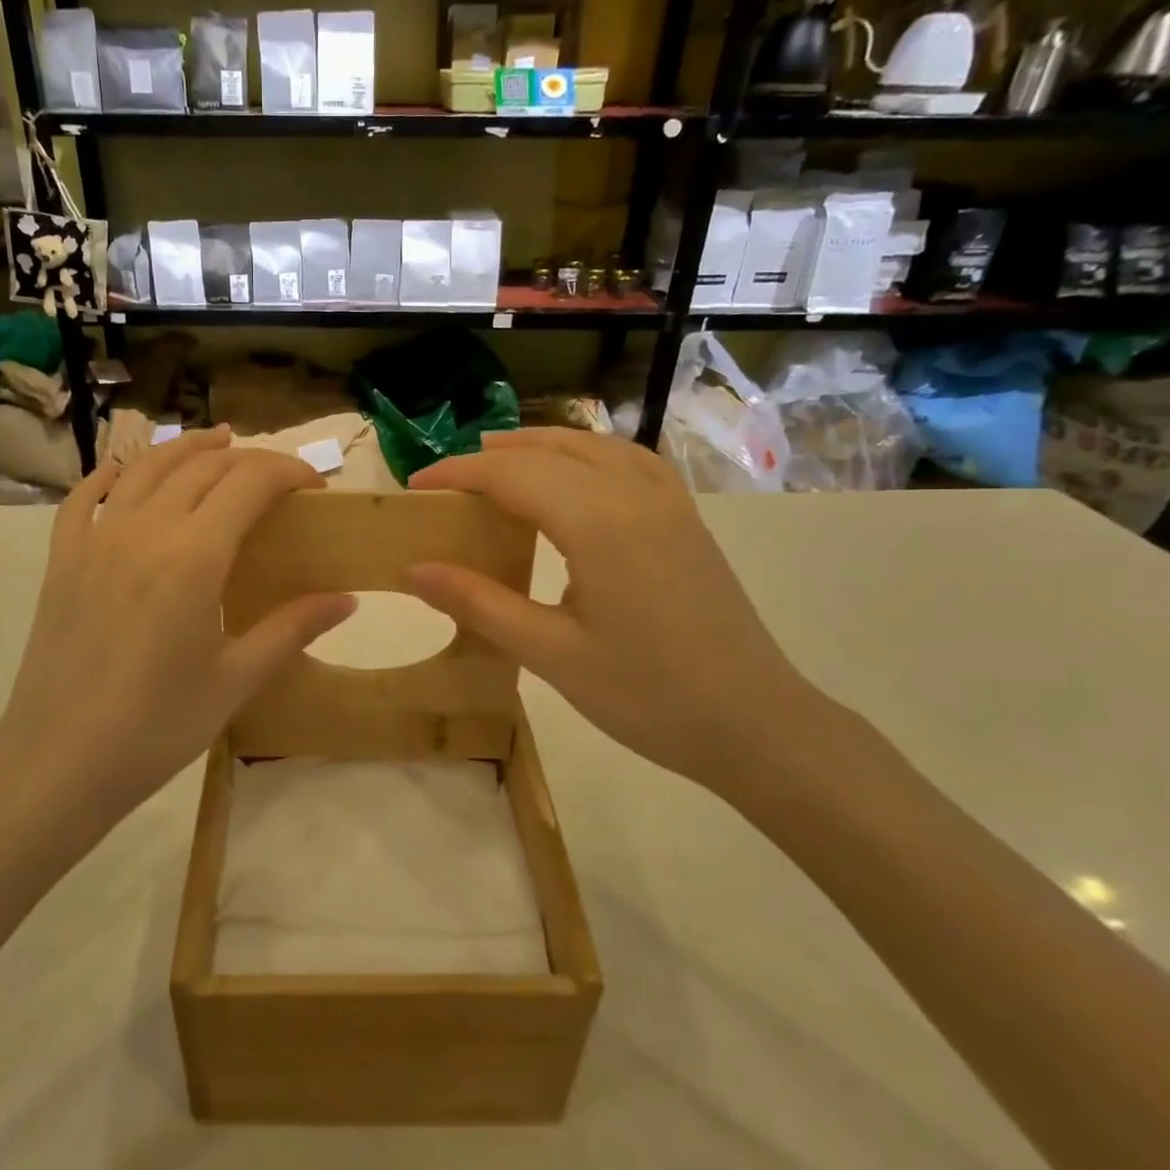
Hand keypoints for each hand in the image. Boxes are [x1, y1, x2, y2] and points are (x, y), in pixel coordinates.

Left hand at [0, 429, 353, 837]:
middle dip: (249, 460)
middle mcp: (144, 530)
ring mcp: (96, 539)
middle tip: (277, 478)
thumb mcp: (236, 680)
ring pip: (147, 467)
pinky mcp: (63, 559)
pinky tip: (126, 472)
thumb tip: (347, 599)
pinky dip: (112, 474)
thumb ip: (292, 628)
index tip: (315, 488)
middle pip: (203, 466)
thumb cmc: (157, 726)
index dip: (289, 472)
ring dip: (188, 448)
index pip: (250, 482)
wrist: (59, 762)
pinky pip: (86, 497)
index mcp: (194, 556)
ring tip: (217, 442)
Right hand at [406, 429, 829, 795]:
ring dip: (538, 446)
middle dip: (490, 456)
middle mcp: (633, 494)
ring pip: (592, 446)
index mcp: (597, 523)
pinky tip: (575, 475)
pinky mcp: (686, 519)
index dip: (457, 474)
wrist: (755, 723)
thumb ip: (479, 604)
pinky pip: (628, 461)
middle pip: (549, 450)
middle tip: (445, 481)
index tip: (414, 487)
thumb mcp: (551, 655)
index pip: (511, 475)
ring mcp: (668, 503)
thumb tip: (414, 569)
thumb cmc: (647, 695)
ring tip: (497, 463)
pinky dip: (586, 453)